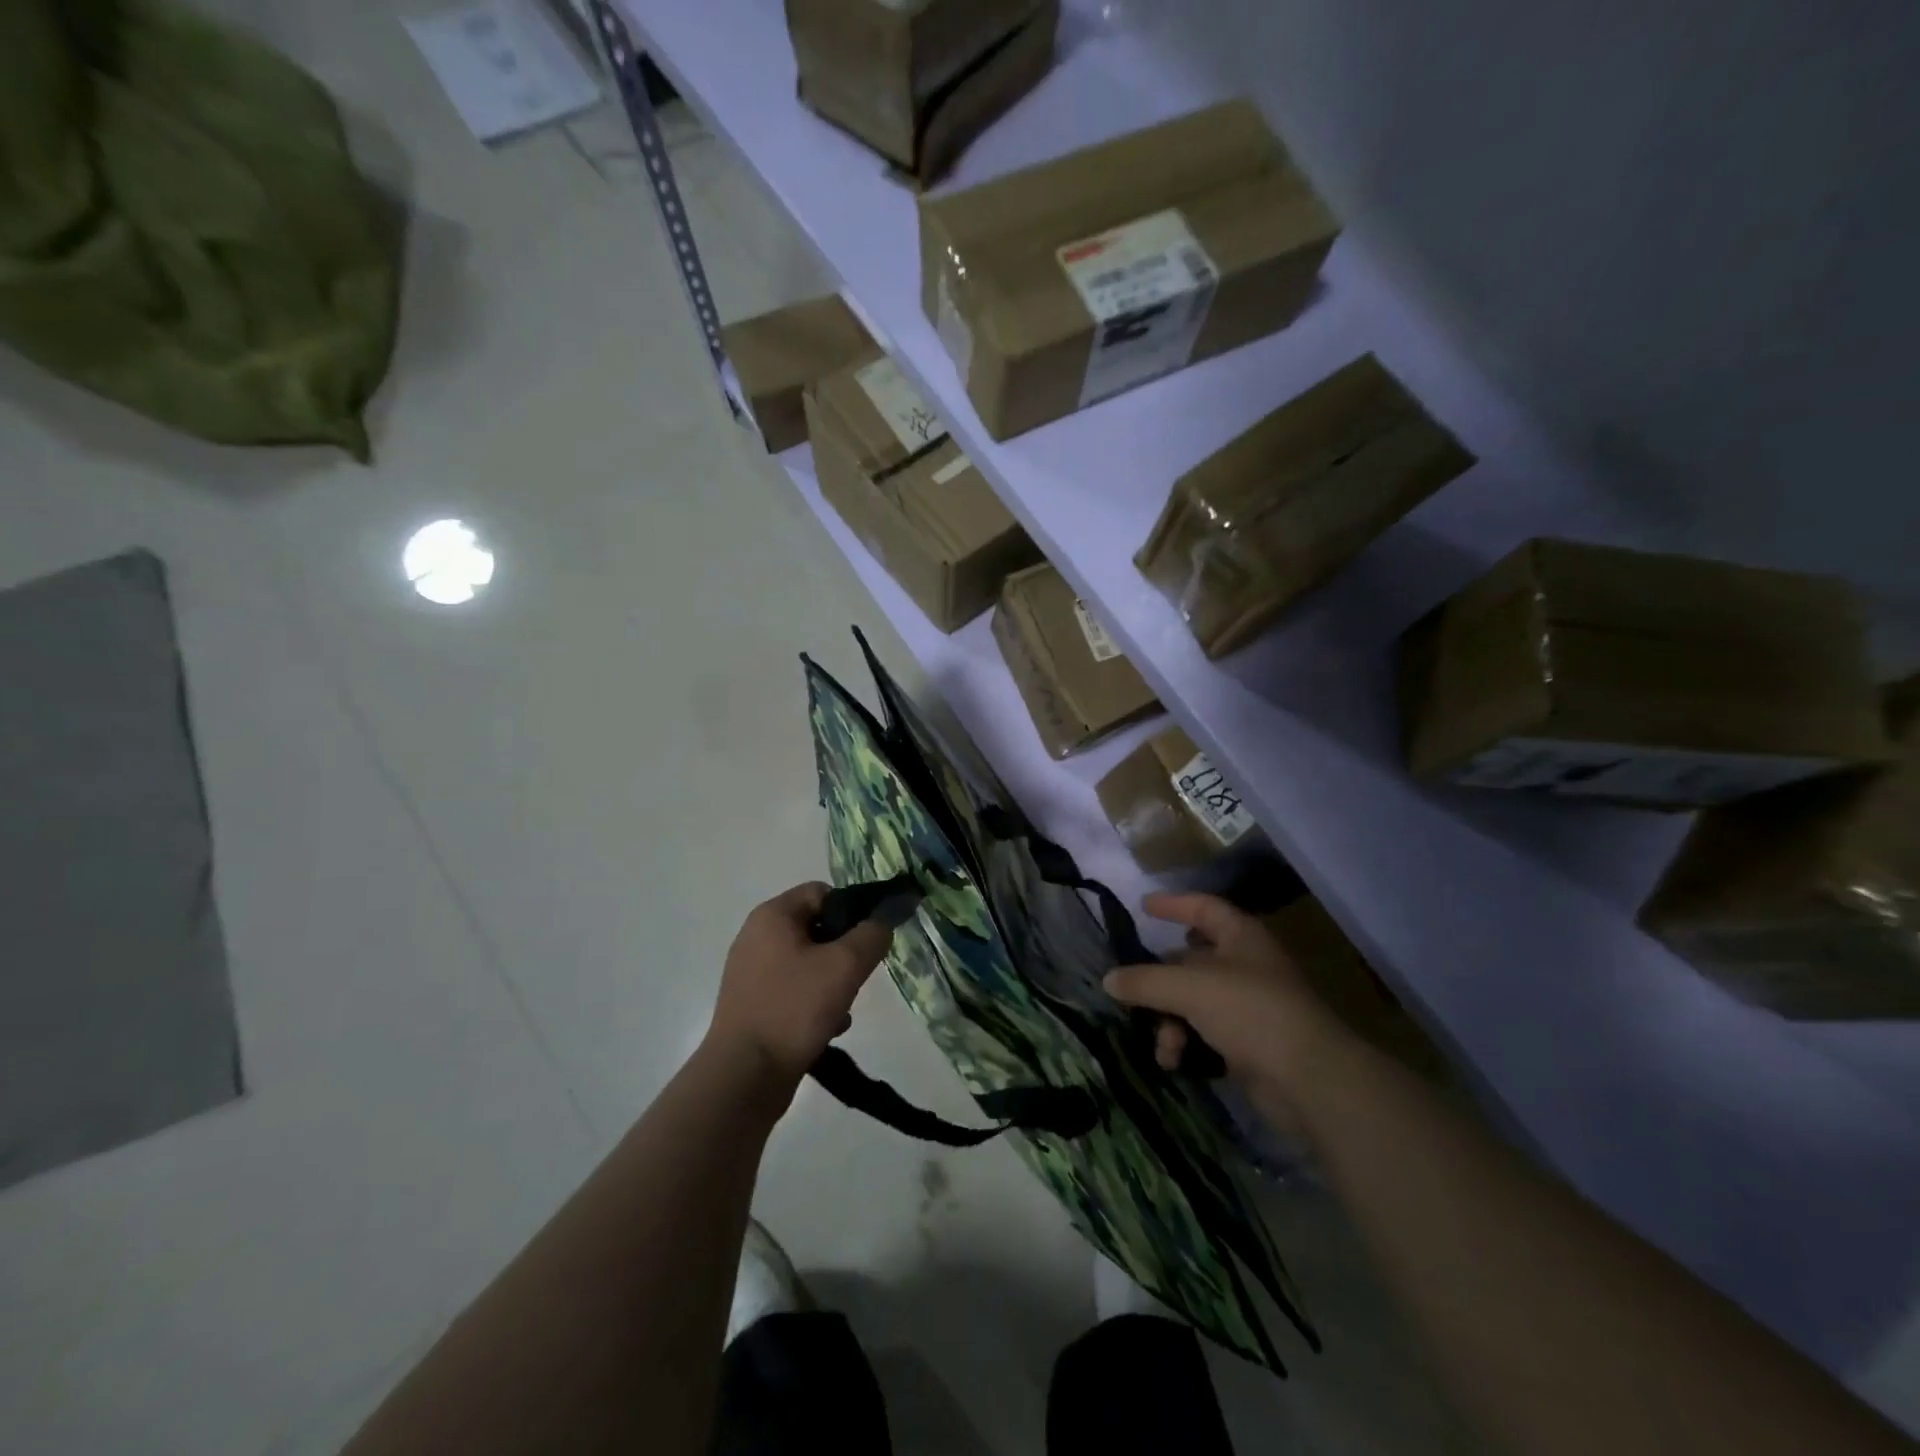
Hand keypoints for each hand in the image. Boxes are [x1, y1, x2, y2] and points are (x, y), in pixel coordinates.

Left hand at [705, 882, 893, 1090]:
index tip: (870, 940)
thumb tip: (884, 919)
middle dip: (844, 951)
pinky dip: (814, 1004)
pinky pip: (794, 991)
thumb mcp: (845, 966)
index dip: (852, 910)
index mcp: (772, 916)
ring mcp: (751, 973)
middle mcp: (756, 937)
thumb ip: (872, 935)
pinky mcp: (752, 1005)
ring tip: (843, 1008)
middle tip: (858, 976)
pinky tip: (828, 1028)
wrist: (743, 1077)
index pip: (822, 892)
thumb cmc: (793, 1009)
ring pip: (808, 963)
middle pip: (817, 928)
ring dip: (832, 981)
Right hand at [1104, 893, 1341, 1114]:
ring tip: (1164, 1046)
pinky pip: (1205, 1034)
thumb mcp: (1188, 988)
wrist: (1309, 1080)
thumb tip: (1108, 979)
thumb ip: (1144, 981)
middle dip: (1160, 980)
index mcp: (1240, 937)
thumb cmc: (1250, 1011)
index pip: (1203, 908)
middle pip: (1191, 960)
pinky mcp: (1250, 1044)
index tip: (1143, 906)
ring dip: (1170, 1021)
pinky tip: (1175, 1062)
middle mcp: (1246, 966)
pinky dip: (1187, 1044)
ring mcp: (1250, 1006)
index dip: (1174, 904)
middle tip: (1131, 991)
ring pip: (1194, 1002)